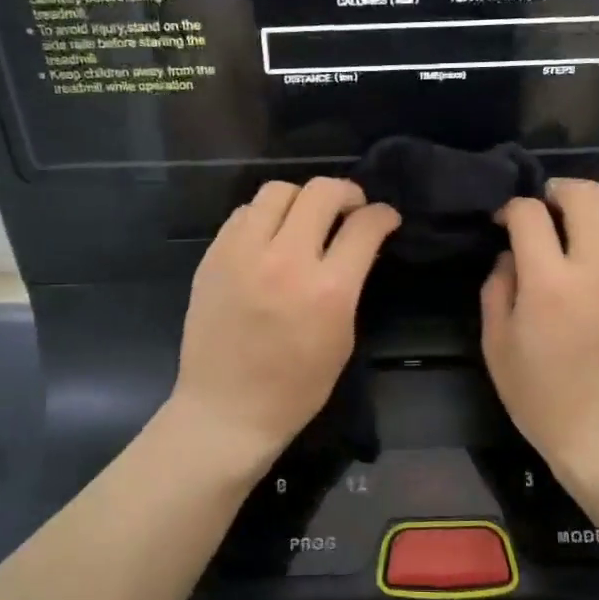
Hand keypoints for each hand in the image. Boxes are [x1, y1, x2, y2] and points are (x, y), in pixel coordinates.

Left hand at [170, 178, 399, 465]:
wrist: (227, 409)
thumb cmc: (295, 388)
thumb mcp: (342, 338)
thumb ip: (350, 285)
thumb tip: (356, 246)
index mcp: (327, 289)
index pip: (364, 226)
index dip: (382, 215)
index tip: (385, 218)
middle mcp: (285, 260)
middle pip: (321, 192)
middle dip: (347, 193)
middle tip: (350, 209)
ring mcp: (242, 254)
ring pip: (277, 190)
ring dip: (302, 199)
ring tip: (306, 219)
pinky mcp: (213, 257)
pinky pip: (243, 213)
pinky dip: (264, 216)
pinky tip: (269, 237)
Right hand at [481, 179, 598, 480]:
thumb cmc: (541, 397)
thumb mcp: (496, 346)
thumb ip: (497, 290)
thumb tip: (511, 255)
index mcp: (549, 283)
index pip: (529, 215)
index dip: (512, 208)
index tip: (506, 222)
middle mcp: (598, 270)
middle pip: (587, 196)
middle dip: (560, 190)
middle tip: (550, 208)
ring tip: (593, 222)